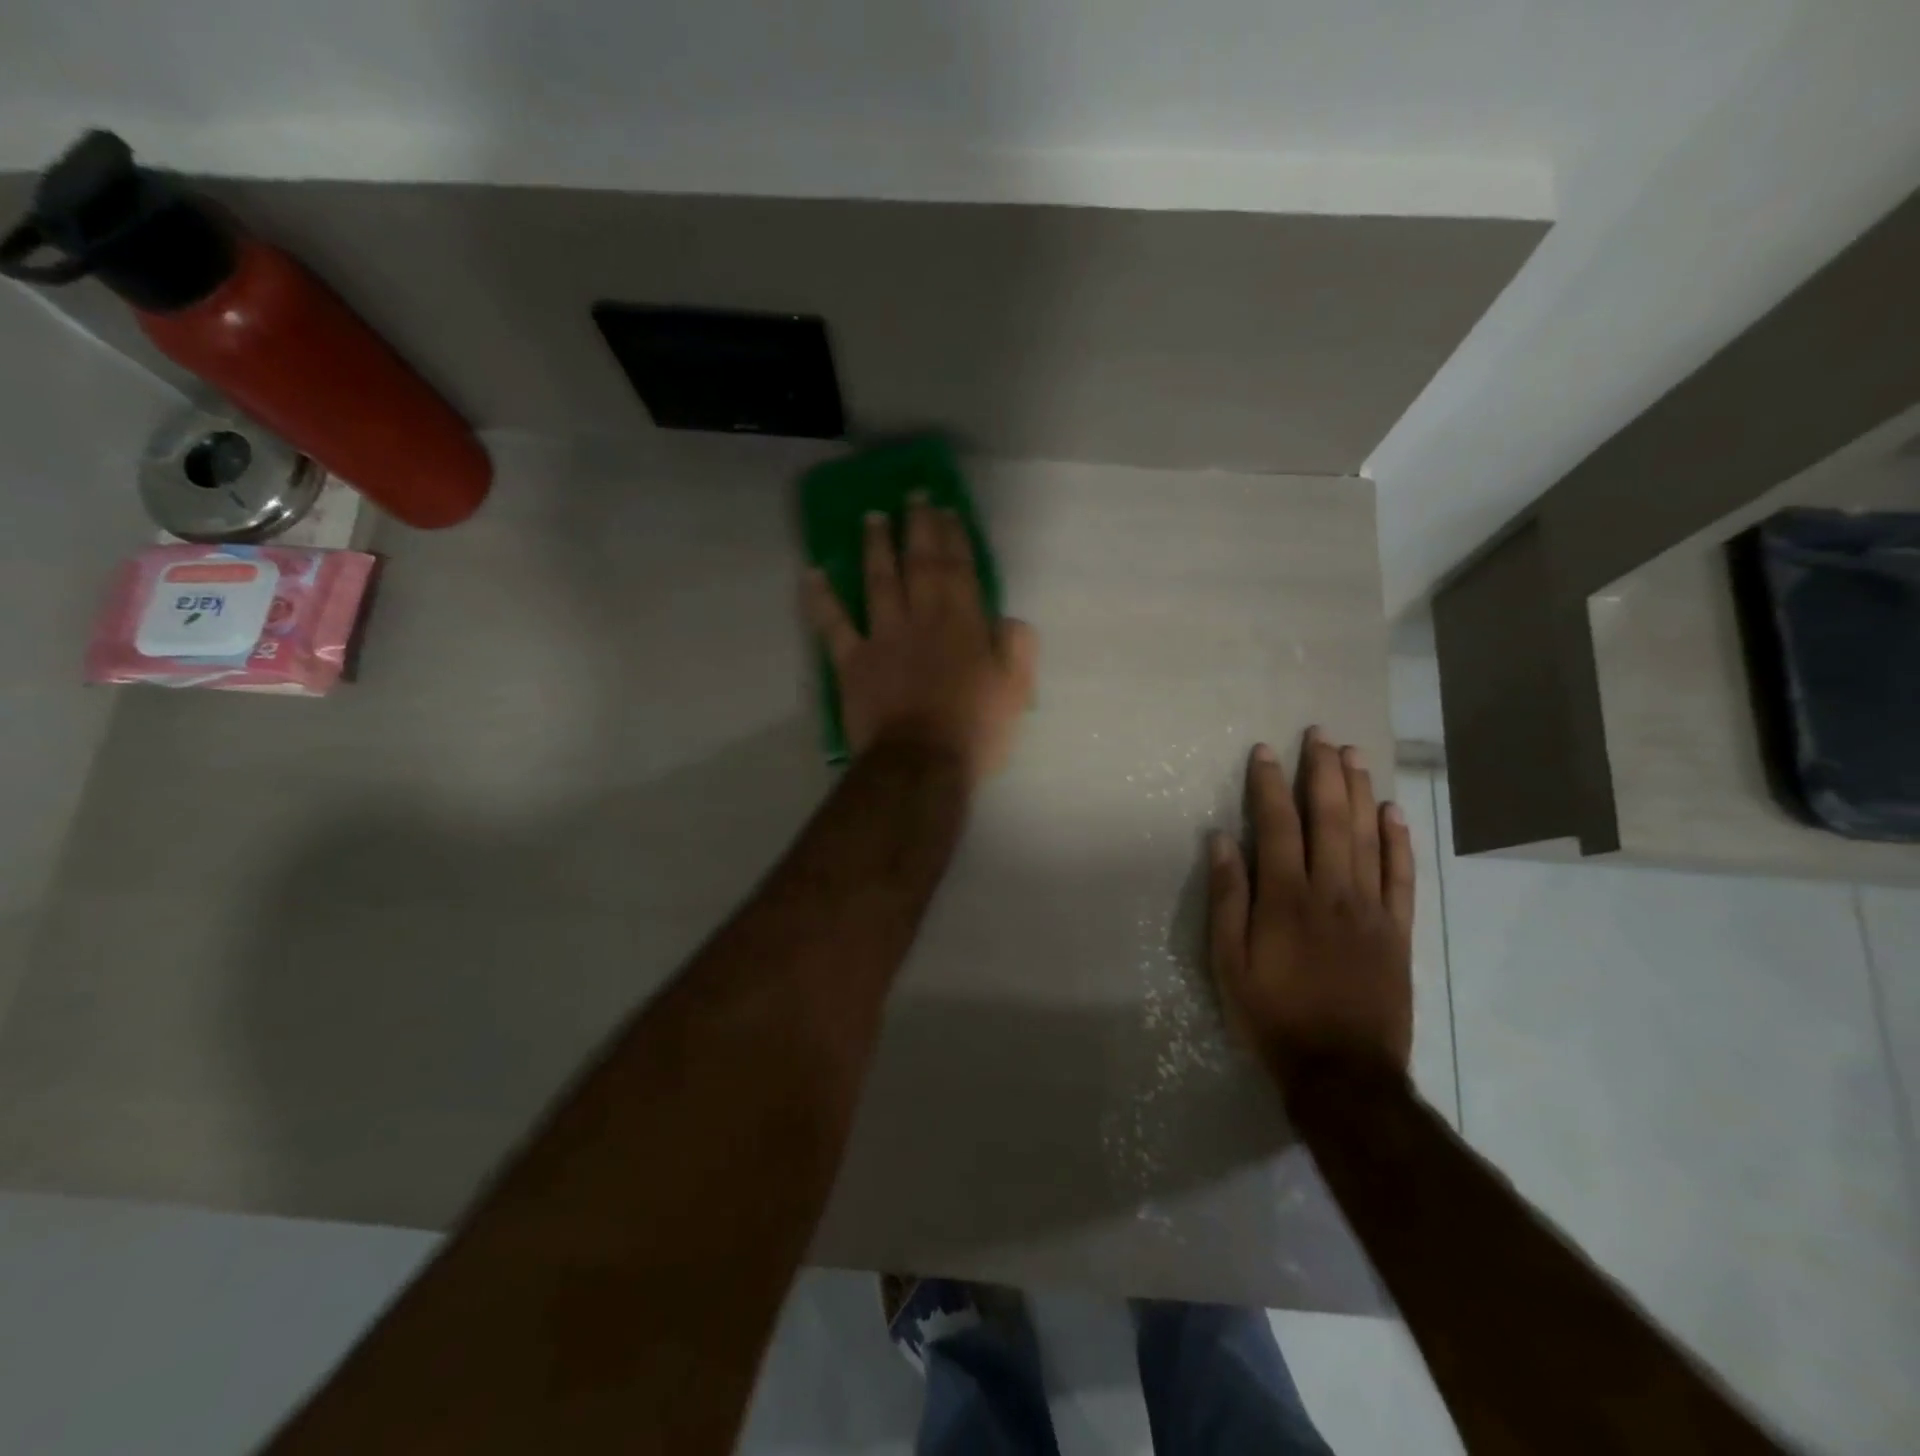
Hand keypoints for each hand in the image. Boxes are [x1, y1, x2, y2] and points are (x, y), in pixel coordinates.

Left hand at [805, 495, 1036, 780]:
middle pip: (919, 564)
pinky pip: (833, 624)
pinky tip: (811, 574)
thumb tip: (1008, 619)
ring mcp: (884, 637)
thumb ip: (1017, 647)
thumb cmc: (975, 731)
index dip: (954, 536)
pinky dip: (821, 598)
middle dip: (917, 527)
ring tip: (872, 517)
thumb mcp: (1016, 691)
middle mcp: (923, 619)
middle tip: (913, 496)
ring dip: (875, 546)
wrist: (922, 763)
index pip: (960, 569)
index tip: (947, 509)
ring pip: (878, 581)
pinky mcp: (853, 661)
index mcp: (964, 624)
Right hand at [1207, 729, 1414, 1082]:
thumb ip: (1227, 899)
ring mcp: (1371, 910)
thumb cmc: (1273, 1017)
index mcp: (1285, 899)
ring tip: (1353, 755)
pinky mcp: (1398, 932)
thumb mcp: (1228, 964)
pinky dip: (1399, 841)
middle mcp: (1332, 892)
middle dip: (1322, 773)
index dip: (1269, 785)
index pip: (1277, 826)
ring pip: (1367, 837)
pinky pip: (1402, 877)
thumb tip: (1220, 842)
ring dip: (1359, 792)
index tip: (1265, 751)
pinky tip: (1393, 813)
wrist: (1343, 1075)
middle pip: (1329, 819)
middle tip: (1320, 735)